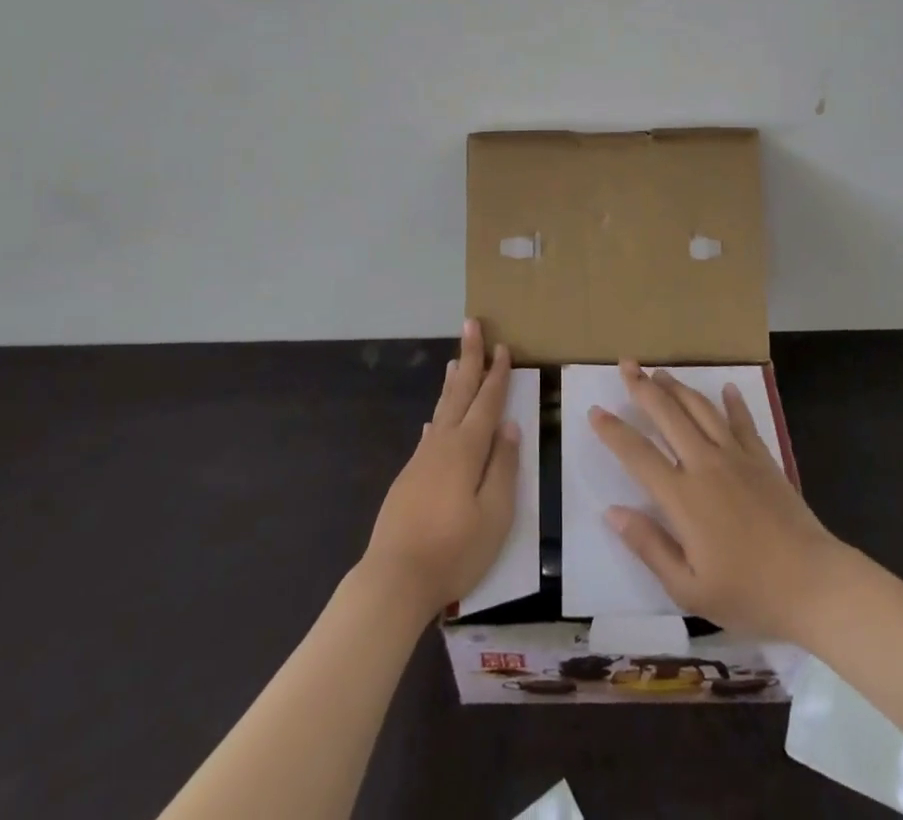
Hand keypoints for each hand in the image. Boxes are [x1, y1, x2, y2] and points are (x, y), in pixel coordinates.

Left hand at [363, 320, 520, 614]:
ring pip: (441, 410)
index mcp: (467, 449)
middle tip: (472, 324)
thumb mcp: (494, 513)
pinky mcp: (409, 478)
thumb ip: (503, 466)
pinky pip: (429, 435)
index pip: (487, 401)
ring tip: (454, 360)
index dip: (496, 374)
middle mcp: (442, 444)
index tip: (502, 346)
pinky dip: (437, 417)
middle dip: (469, 357)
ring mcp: (422, 460)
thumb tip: (509, 425)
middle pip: (459, 392)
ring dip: (451, 382)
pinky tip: (433, 422)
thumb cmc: (453, 550)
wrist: (394, 579)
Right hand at [588, 362, 846, 640]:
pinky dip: (732, 402)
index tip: (595, 410)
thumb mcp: (689, 587)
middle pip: (668, 415)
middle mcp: (705, 464)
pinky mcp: (762, 459)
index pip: (638, 454)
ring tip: (660, 373)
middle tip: (626, 364)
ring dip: (678, 387)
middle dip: (643, 388)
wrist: (813, 584)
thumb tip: (612, 512)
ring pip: (700, 409)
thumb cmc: (748, 593)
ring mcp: (736, 457)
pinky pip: (742, 421)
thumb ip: (649, 546)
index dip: (613, 431)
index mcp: (683, 497)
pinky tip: (726, 388)